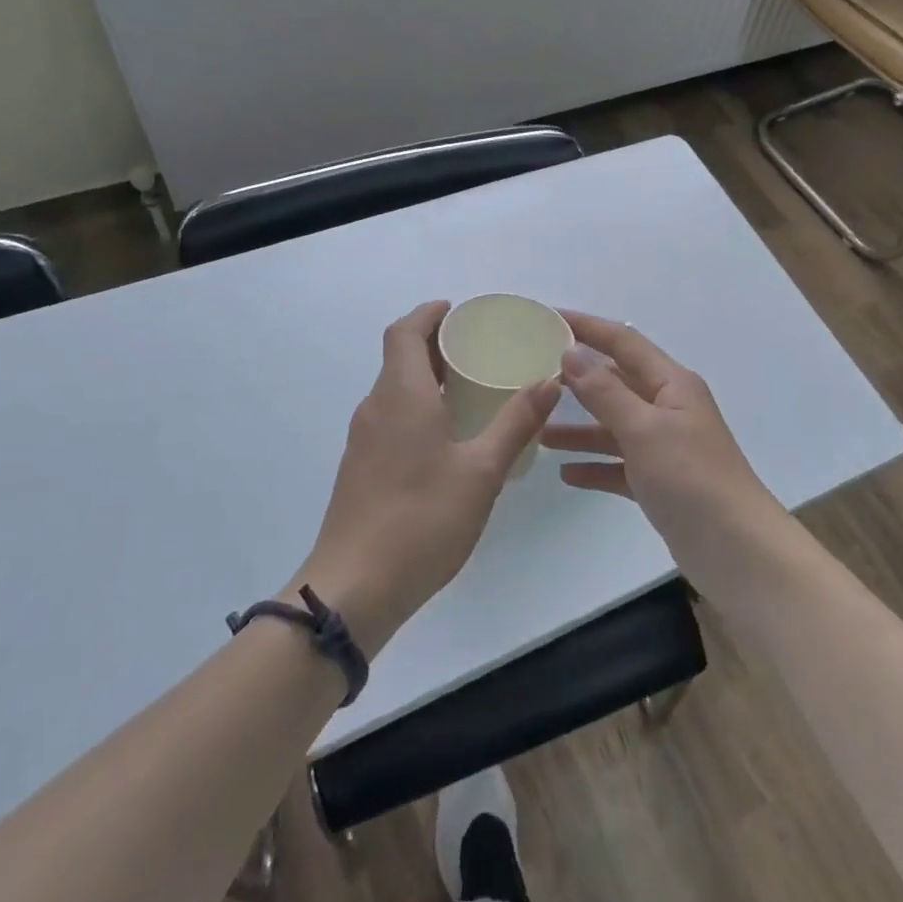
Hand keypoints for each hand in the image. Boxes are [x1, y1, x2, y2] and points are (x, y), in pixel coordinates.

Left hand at [296, 301, 559, 655]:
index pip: (404, 331)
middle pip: (399, 357)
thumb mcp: (481, 472)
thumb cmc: (421, 520)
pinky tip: (447, 435)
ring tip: (470, 387)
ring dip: (426, 376)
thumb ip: (516, 423)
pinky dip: (417, 405)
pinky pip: (390, 416)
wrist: (353, 590)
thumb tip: (549, 380)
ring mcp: (363, 439)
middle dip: (435, 343)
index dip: (429, 314)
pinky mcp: (360, 467)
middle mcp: (376, 407)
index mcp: (401, 395)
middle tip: (478, 348)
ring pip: (394, 389)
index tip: (458, 312)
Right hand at [542, 312, 788, 593]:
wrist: (737, 551)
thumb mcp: (643, 428)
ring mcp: (666, 447)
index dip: (588, 327)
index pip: (623, 342)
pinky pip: (620, 465)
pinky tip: (566, 475)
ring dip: (580, 429)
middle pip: (617, 382)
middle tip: (534, 375)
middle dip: (578, 379)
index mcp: (671, 384)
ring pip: (614, 427)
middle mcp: (668, 408)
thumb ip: (604, 391)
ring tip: (539, 432)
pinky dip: (595, 466)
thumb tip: (571, 352)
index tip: (549, 317)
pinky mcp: (661, 483)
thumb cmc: (691, 478)